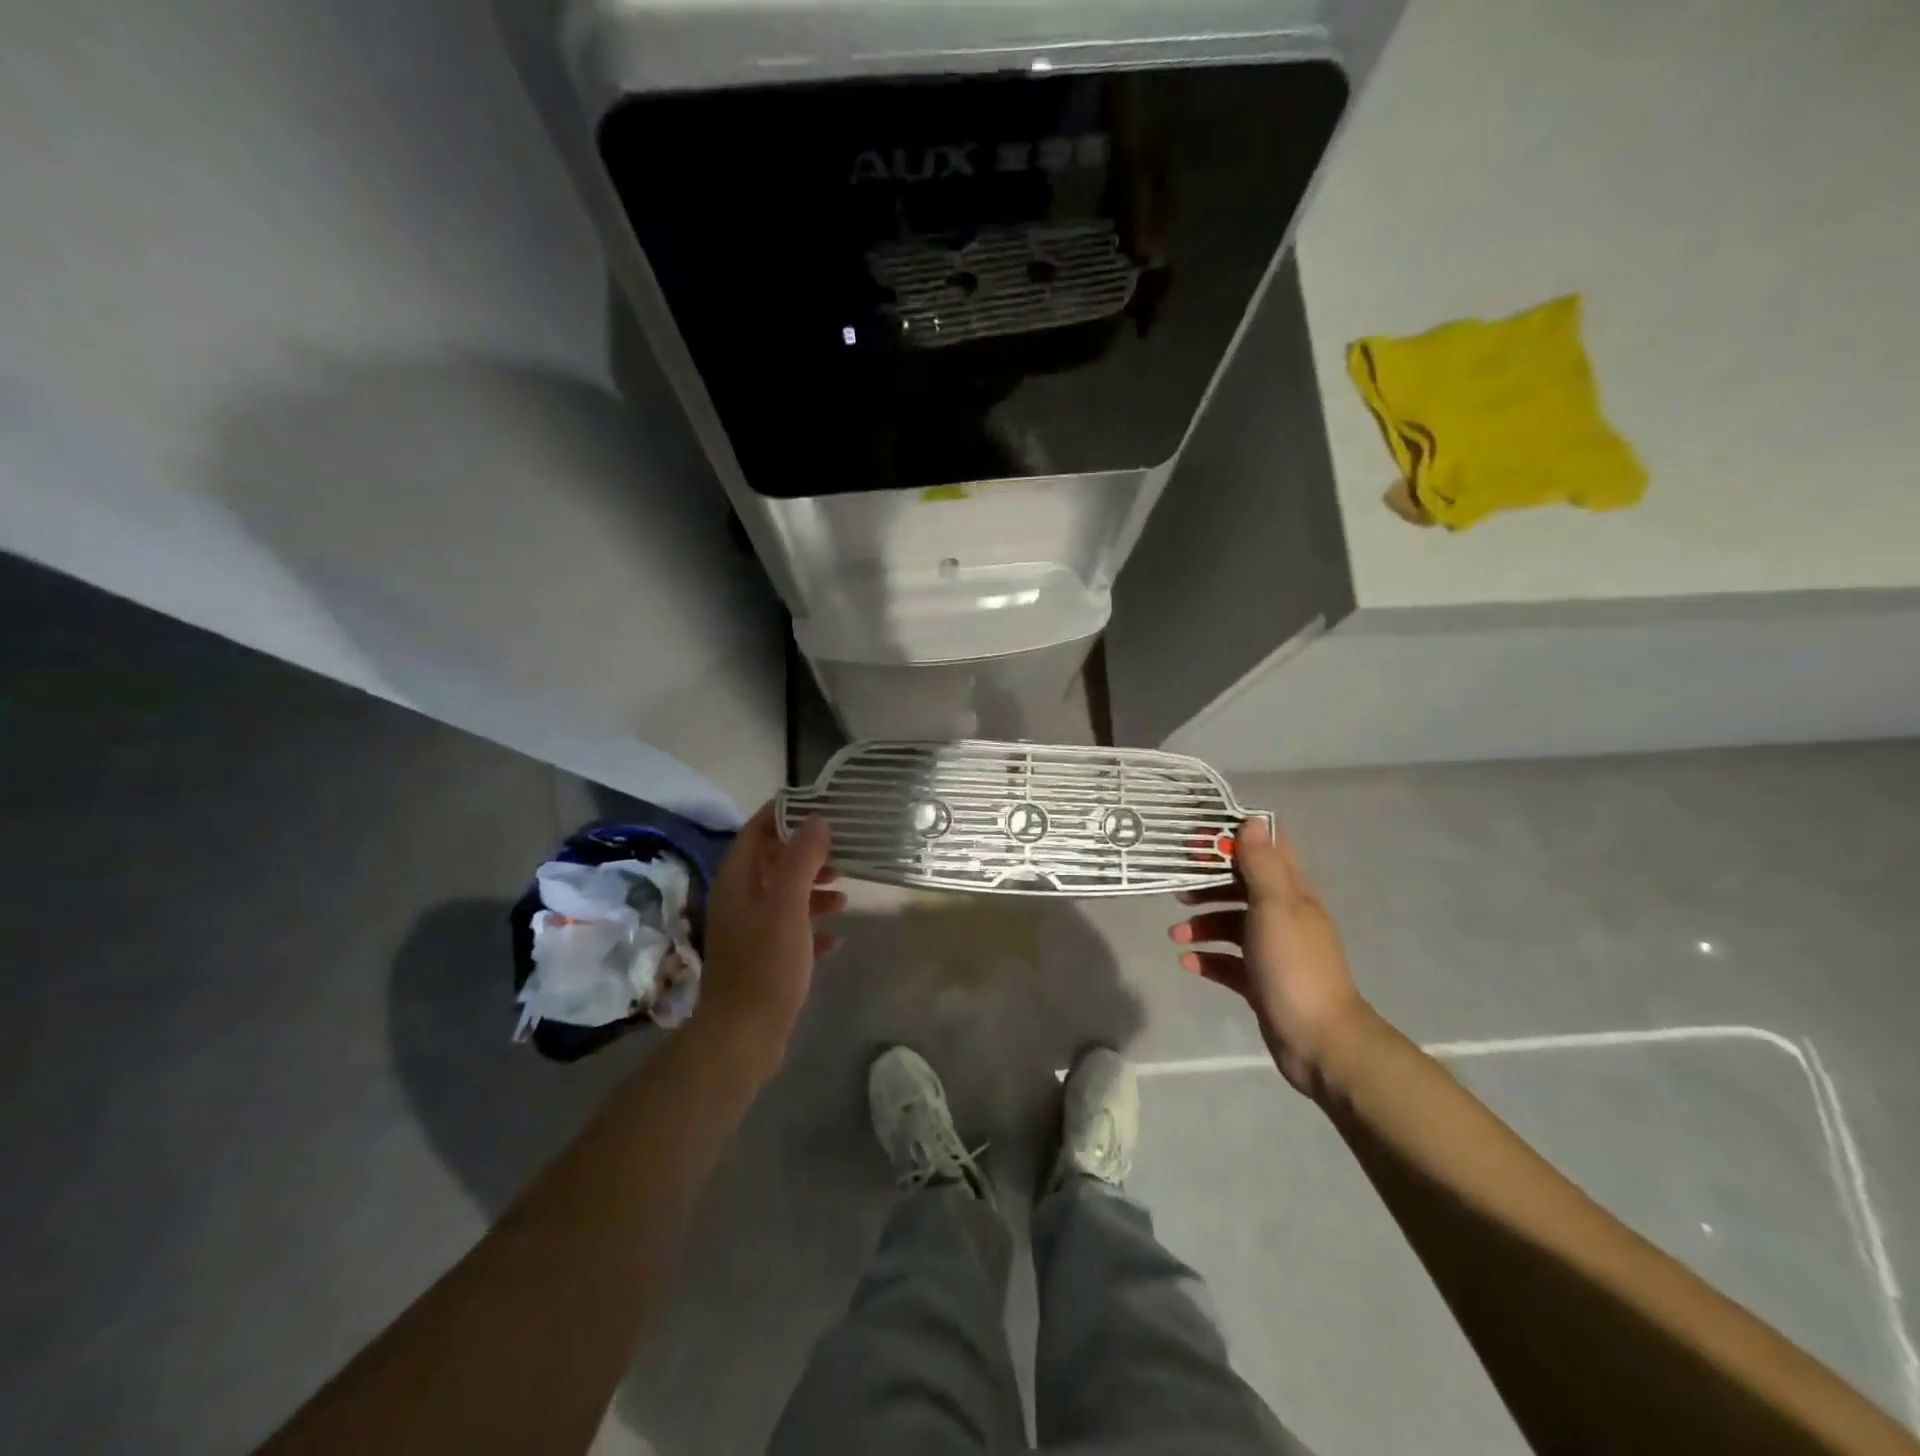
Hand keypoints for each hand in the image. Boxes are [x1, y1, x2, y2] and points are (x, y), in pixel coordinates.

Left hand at [696, 805, 842, 1074]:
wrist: (744, 1036)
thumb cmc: (766, 963)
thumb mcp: (788, 905)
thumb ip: (802, 859)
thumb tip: (817, 820)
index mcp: (737, 881)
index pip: (757, 831)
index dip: (785, 814)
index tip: (819, 806)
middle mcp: (738, 900)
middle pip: (772, 863)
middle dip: (806, 856)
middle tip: (841, 855)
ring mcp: (747, 932)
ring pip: (783, 897)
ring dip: (812, 892)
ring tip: (843, 897)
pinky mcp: (760, 960)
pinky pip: (789, 932)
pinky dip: (811, 929)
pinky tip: (836, 939)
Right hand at [1169, 817, 1370, 1094]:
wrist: (1320, 1041)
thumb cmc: (1294, 966)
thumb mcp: (1275, 907)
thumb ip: (1260, 865)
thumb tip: (1252, 820)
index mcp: (1293, 895)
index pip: (1267, 852)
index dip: (1236, 840)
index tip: (1200, 840)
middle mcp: (1284, 918)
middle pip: (1243, 888)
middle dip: (1210, 885)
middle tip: (1179, 889)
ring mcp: (1273, 951)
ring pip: (1232, 925)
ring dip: (1203, 924)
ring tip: (1177, 934)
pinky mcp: (1261, 982)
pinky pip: (1228, 962)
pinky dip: (1208, 959)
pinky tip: (1188, 962)